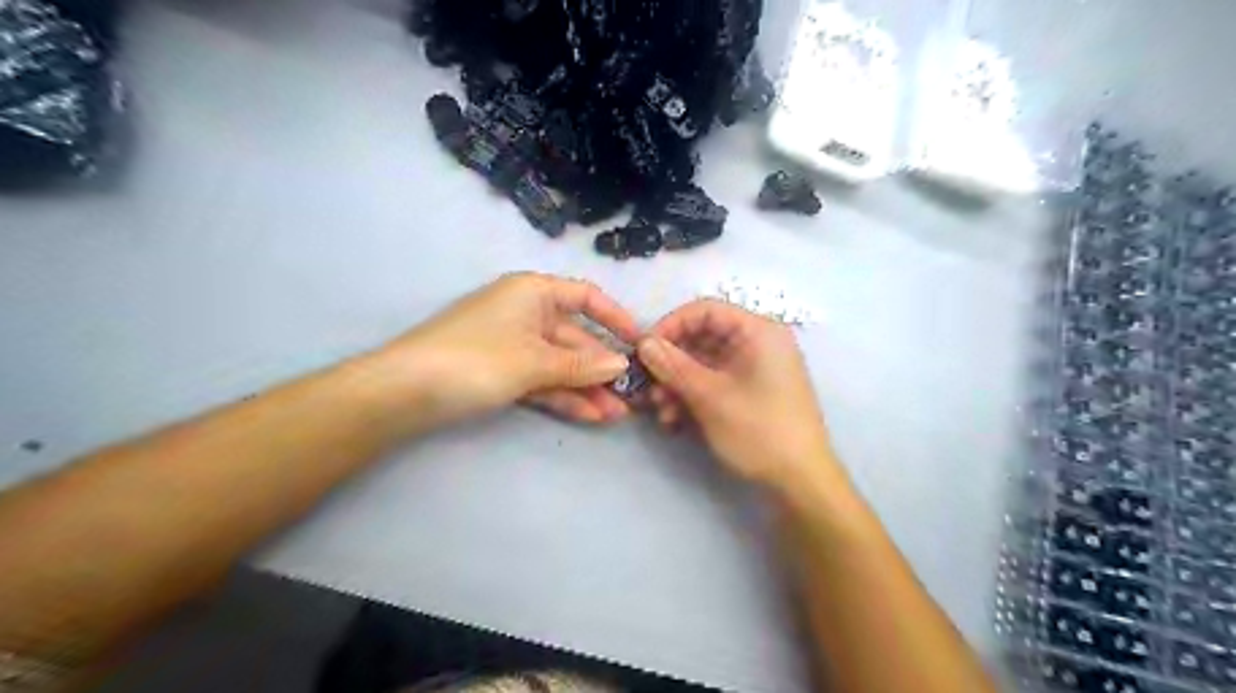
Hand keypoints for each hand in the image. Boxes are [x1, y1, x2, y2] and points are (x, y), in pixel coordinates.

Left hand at [373, 270, 641, 424]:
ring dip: (587, 388)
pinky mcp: (501, 372)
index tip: (640, 342)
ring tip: (617, 414)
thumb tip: (621, 364)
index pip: (586, 297)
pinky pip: (541, 380)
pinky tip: (589, 416)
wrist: (403, 391)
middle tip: (632, 396)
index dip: (615, 317)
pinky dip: (562, 396)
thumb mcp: (534, 361)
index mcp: (533, 293)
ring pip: (560, 364)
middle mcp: (526, 313)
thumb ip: (581, 365)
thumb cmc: (475, 359)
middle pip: (575, 337)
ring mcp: (513, 345)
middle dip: (602, 368)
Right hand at [638, 301, 839, 489]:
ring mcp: (754, 370)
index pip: (705, 310)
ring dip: (677, 383)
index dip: (670, 325)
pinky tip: (675, 420)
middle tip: (648, 386)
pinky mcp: (749, 393)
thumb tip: (643, 343)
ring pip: (704, 364)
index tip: (644, 350)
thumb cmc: (760, 430)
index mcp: (758, 332)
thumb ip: (673, 366)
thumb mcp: (711, 397)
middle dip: (671, 362)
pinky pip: (714, 383)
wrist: (801, 482)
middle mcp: (757, 344)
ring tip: (661, 411)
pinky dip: (692, 396)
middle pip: (702, 338)